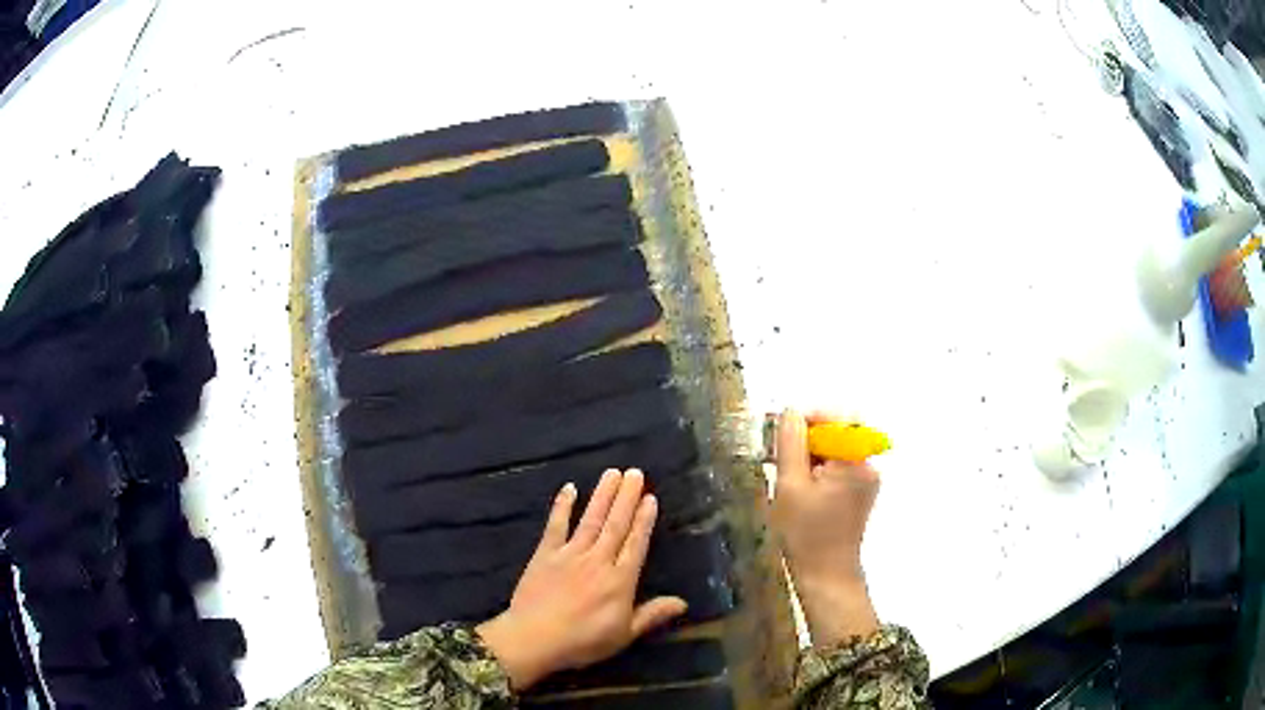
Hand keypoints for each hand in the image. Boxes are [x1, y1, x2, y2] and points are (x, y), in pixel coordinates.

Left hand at [476, 469, 687, 690]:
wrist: (534, 639)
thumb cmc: (583, 641)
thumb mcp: (624, 635)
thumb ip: (652, 615)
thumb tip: (683, 602)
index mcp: (620, 580)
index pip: (636, 544)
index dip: (644, 520)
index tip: (651, 497)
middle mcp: (598, 560)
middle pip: (616, 524)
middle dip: (627, 497)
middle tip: (635, 472)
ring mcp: (570, 554)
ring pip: (590, 519)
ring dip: (602, 495)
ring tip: (613, 472)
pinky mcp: (545, 554)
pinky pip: (555, 525)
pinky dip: (562, 506)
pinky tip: (569, 488)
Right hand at [771, 409, 880, 645]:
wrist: (826, 575)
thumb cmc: (805, 533)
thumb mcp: (790, 485)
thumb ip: (791, 443)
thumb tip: (790, 412)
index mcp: (855, 460)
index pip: (836, 418)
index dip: (808, 418)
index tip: (779, 430)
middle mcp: (867, 464)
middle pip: (837, 432)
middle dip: (806, 438)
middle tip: (776, 455)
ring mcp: (866, 479)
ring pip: (835, 450)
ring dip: (809, 455)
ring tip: (784, 475)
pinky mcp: (860, 493)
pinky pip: (838, 467)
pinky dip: (818, 470)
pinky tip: (798, 488)